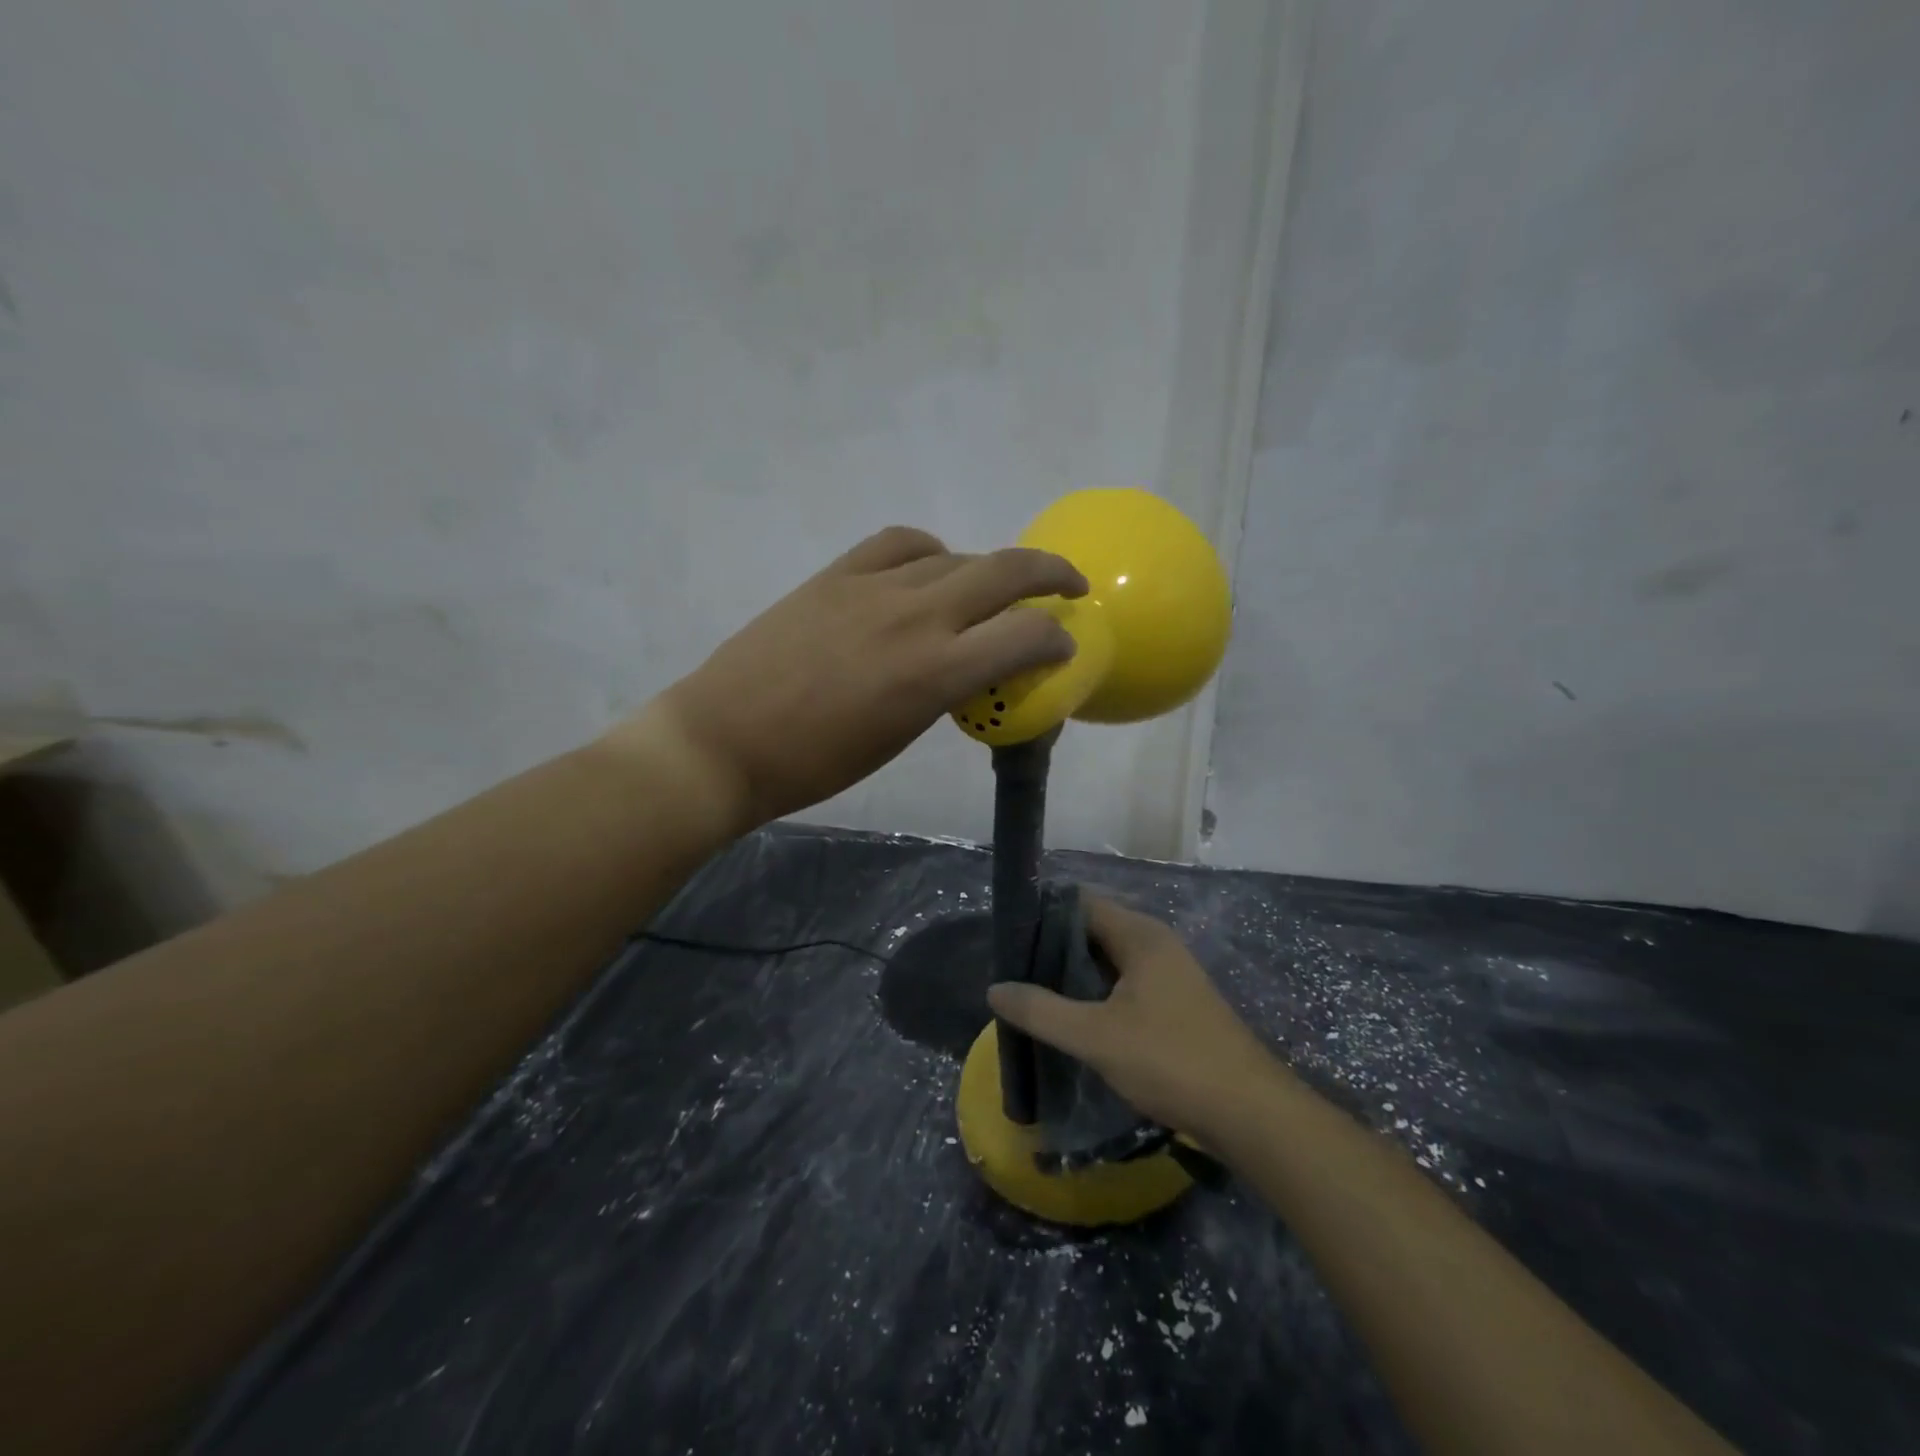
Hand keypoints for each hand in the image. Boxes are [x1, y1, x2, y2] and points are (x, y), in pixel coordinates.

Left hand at [636, 526, 1087, 831]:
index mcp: (934, 672)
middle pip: (1004, 570)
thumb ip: (945, 691)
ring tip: (991, 588)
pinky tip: (929, 568)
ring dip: (987, 569)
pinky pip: (898, 544)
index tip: (1063, 647)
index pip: (1025, 635)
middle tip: (1068, 586)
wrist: (725, 741)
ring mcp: (872, 587)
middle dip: (1051, 573)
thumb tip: (969, 666)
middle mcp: (915, 616)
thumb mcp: (900, 736)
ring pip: (954, 556)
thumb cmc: (816, 764)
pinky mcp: (835, 575)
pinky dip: (929, 551)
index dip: (1057, 638)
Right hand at [987, 894, 1280, 1135]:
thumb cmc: (1170, 1060)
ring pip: (1109, 961)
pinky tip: (1074, 1019)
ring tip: (1033, 995)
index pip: (1080, 903)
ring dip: (1074, 975)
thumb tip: (995, 988)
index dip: (1042, 914)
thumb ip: (1041, 1010)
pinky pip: (1125, 985)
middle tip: (1013, 971)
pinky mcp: (1176, 1005)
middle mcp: (1156, 944)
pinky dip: (1096, 994)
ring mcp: (1170, 975)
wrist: (1250, 1113)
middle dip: (1053, 948)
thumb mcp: (1095, 1036)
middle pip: (1093, 930)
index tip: (1008, 938)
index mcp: (1140, 935)